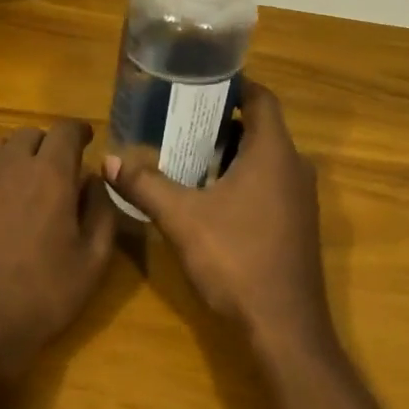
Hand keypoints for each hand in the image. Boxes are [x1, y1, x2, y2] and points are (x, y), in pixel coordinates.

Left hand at [0, 120, 116, 380]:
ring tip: (18, 187)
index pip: (66, 130)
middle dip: (47, 147)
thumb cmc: (40, 298)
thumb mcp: (93, 262)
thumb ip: (102, 211)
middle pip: (30, 135)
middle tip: (54, 174)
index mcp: (49, 174)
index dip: (79, 132)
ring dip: (13, 158)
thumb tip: (95, 179)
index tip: (85, 141)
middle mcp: (7, 164)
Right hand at [102, 81, 333, 354]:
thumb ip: (145, 185)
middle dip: (222, 122)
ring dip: (231, 153)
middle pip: (261, 128)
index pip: (261, 98)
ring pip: (265, 159)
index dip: (234, 85)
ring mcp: (300, 198)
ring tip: (188, 155)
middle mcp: (294, 168)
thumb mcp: (182, 219)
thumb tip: (109, 160)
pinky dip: (243, 179)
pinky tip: (210, 196)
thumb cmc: (236, 259)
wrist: (284, 325)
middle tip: (180, 120)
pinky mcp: (297, 224)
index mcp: (274, 153)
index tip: (199, 83)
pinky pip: (270, 184)